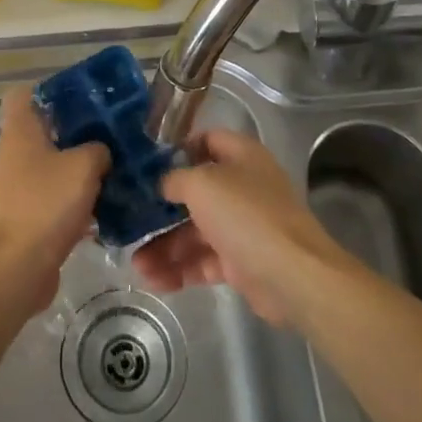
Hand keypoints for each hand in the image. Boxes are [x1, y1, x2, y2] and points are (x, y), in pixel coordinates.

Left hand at [0, 87, 108, 312]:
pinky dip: (79, 197)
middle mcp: (16, 153)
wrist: (16, 268)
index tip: (84, 96)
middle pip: (47, 129)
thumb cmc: (45, 204)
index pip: (25, 93)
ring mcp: (20, 186)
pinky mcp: (30, 215)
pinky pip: (58, 195)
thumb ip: (98, 149)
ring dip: (82, 166)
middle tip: (113, 131)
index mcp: (21, 130)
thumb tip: (101, 152)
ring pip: (56, 164)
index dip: (52, 90)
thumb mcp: (83, 166)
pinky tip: (109, 204)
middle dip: (79, 130)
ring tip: (118, 166)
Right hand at [132, 129, 347, 325]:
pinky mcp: (240, 262)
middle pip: (194, 192)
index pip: (206, 141)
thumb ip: (175, 179)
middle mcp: (242, 187)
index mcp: (241, 157)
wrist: (292, 275)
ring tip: (135, 265)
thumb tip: (162, 183)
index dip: (177, 149)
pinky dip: (179, 270)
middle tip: (129, 219)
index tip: (145, 164)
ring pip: (194, 232)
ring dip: (164, 247)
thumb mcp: (202, 184)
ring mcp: (242, 226)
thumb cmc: (246, 215)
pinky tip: (153, 280)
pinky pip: (203, 262)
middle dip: (161, 210)